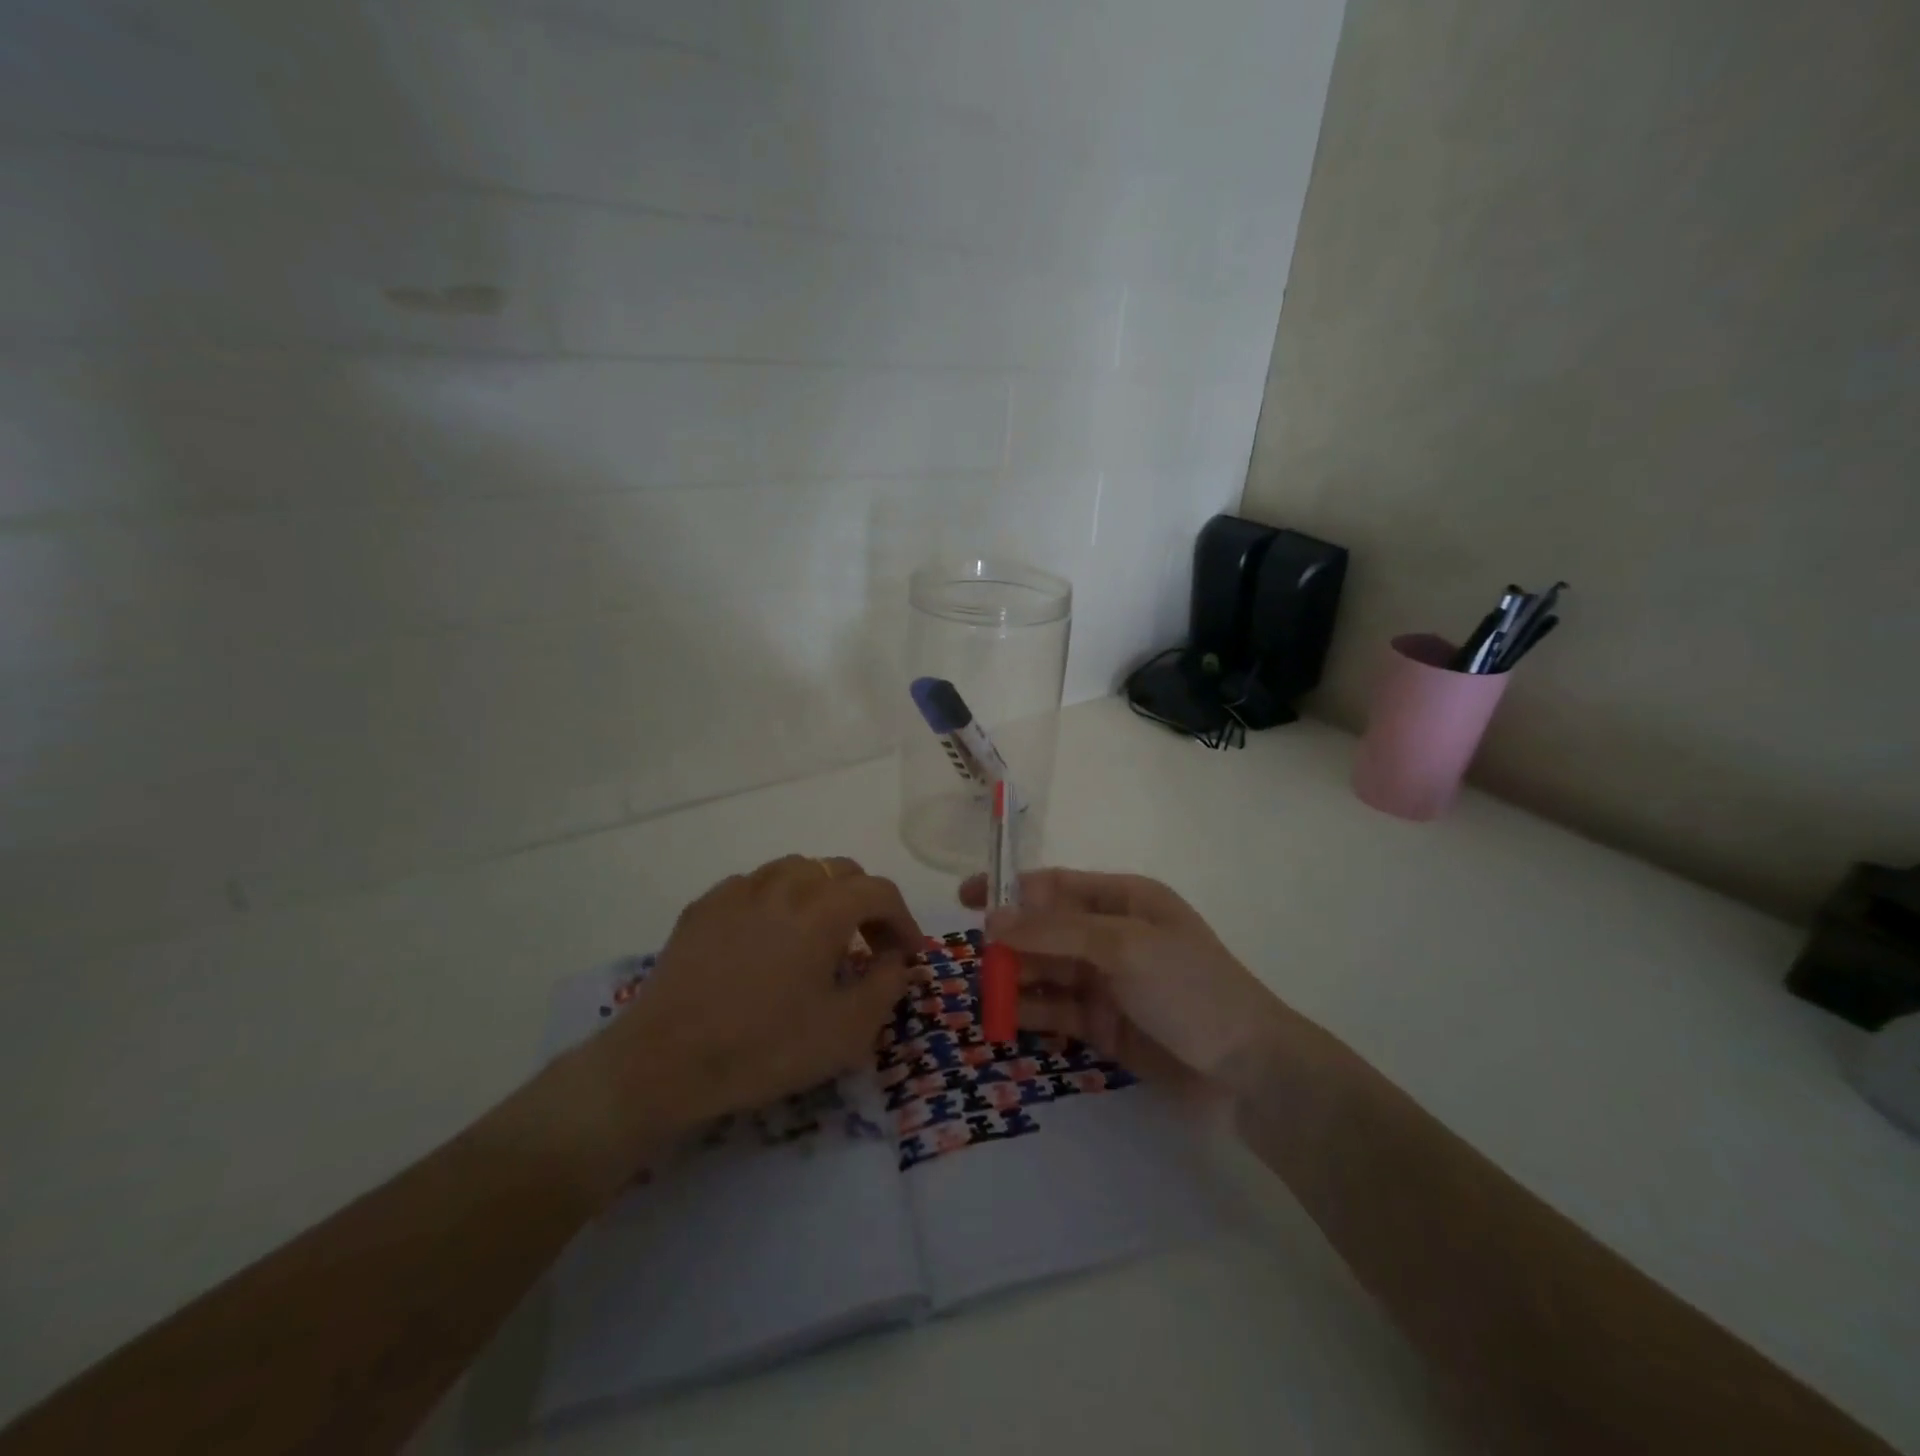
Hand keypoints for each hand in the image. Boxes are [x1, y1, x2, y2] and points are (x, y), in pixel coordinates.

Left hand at [611, 856, 922, 1126]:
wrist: (664, 1063)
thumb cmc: (764, 1049)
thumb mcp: (846, 1032)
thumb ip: (887, 986)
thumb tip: (897, 959)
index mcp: (822, 910)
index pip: (879, 892)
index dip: (903, 919)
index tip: (908, 954)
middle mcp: (783, 885)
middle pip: (840, 870)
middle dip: (866, 902)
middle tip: (869, 945)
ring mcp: (738, 890)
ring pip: (797, 868)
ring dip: (823, 893)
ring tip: (822, 933)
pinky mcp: (704, 906)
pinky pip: (756, 884)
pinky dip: (779, 899)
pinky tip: (770, 936)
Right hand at [960, 868, 1283, 1084]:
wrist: (1247, 1071)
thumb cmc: (1190, 988)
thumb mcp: (1124, 945)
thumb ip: (1056, 930)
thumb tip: (992, 919)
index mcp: (1123, 900)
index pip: (1056, 885)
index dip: (1010, 889)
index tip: (966, 898)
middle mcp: (1110, 935)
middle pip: (1045, 929)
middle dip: (1009, 940)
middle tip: (970, 958)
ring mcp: (1106, 981)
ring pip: (1046, 971)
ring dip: (1014, 978)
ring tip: (981, 993)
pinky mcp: (1102, 1025)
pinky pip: (1056, 1010)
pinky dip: (1029, 1012)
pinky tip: (1003, 1020)